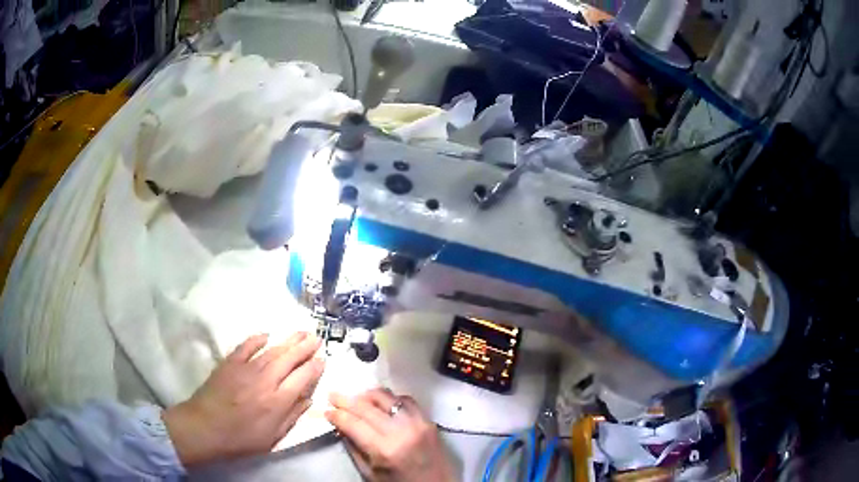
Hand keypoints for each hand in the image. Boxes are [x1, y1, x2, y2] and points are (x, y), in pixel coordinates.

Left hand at [163, 332, 323, 466]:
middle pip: (289, 359)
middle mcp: (265, 381)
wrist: (205, 428)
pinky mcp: (230, 363)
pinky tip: (266, 334)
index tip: (323, 358)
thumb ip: (292, 417)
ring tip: (300, 332)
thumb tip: (309, 400)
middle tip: (317, 337)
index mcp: (278, 401)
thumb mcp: (273, 437)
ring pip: (271, 350)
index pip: (302, 378)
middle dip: (304, 347)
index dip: (314, 367)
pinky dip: (257, 339)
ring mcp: (246, 369)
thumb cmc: (241, 439)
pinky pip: (246, 346)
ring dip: (287, 340)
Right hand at [325, 389, 457, 481]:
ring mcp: (417, 423)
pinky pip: (406, 400)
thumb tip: (340, 426)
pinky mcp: (428, 420)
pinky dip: (391, 399)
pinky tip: (382, 404)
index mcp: (384, 450)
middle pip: (367, 407)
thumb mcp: (370, 473)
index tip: (327, 410)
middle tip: (333, 396)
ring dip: (367, 396)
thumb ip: (354, 449)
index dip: (337, 415)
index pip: (353, 423)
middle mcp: (401, 432)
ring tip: (357, 399)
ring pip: (387, 397)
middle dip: (346, 400)